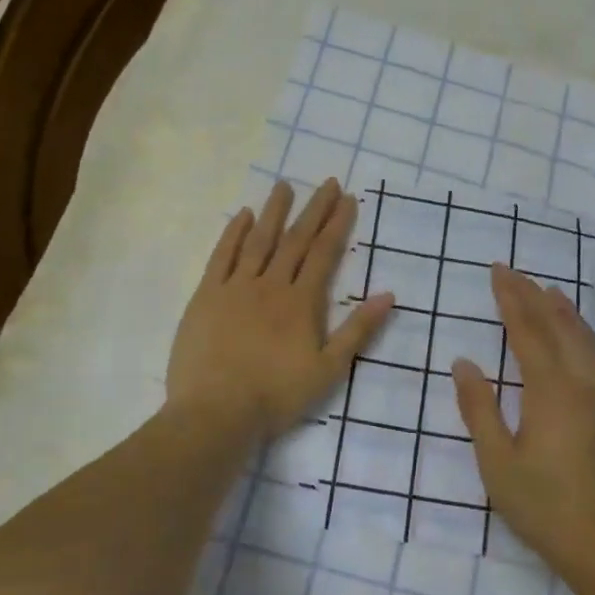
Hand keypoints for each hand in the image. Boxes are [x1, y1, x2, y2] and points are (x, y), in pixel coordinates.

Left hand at [168, 178, 393, 443]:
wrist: (216, 412)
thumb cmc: (276, 396)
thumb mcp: (329, 369)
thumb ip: (358, 330)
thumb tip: (388, 295)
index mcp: (301, 302)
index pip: (324, 254)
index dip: (337, 224)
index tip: (347, 198)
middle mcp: (271, 285)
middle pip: (295, 240)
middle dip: (313, 210)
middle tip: (326, 182)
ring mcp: (235, 288)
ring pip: (258, 241)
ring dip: (273, 212)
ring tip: (284, 186)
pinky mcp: (206, 296)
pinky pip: (221, 257)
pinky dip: (233, 234)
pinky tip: (241, 215)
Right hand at [453, 265, 594, 585]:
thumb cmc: (545, 508)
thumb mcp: (498, 463)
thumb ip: (479, 409)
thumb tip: (464, 363)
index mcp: (551, 390)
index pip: (527, 331)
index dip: (511, 299)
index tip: (498, 272)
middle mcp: (583, 382)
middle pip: (558, 326)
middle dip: (534, 296)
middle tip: (514, 272)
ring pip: (585, 338)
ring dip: (563, 310)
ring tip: (548, 290)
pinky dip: (584, 333)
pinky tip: (579, 335)